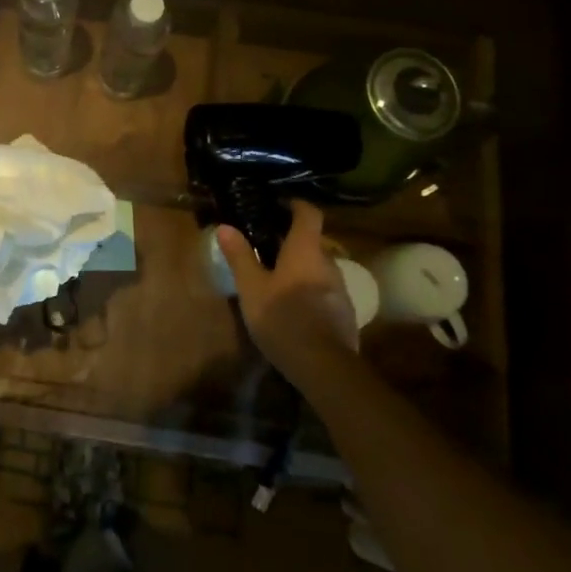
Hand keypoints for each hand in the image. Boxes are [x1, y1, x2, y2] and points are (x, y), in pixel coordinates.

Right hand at [217, 202, 361, 384]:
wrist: (324, 366)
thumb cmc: (283, 318)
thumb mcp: (251, 288)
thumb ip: (240, 256)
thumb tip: (225, 226)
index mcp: (305, 250)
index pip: (309, 214)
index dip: (295, 205)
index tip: (279, 205)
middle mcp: (328, 263)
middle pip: (313, 242)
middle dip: (293, 242)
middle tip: (267, 248)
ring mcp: (341, 290)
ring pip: (319, 269)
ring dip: (301, 269)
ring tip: (277, 281)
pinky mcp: (345, 314)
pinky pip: (325, 293)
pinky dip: (310, 292)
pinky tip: (293, 310)